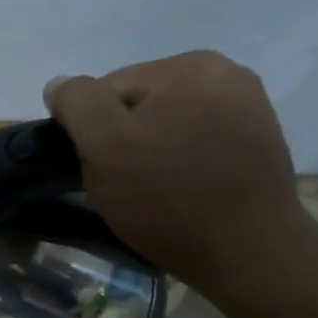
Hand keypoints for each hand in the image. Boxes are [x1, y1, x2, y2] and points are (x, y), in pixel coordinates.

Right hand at [44, 50, 314, 297]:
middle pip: (137, 103)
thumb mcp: (104, 146)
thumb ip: (77, 103)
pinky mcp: (257, 138)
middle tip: (125, 183)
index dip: (91, 131)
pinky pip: (195, 139)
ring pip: (165, 122)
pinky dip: (180, 160)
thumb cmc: (167, 198)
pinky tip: (183, 188)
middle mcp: (225, 72)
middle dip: (122, 139)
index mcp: (188, 65)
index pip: (105, 90)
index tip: (102, 168)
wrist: (247, 252)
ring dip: (149, 150)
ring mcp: (247, 105)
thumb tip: (60, 85)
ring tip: (154, 189)